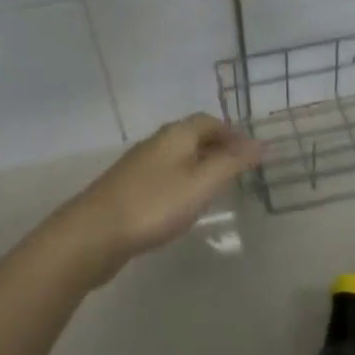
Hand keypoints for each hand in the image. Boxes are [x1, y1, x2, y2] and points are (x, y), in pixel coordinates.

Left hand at [52, 114, 260, 280]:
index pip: (208, 121)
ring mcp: (138, 166)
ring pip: (177, 157)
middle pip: (191, 136)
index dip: (231, 132)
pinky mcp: (127, 190)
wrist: (94, 233)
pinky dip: (182, 182)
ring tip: (217, 186)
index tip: (250, 152)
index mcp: (175, 135)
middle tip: (238, 169)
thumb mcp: (201, 183)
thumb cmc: (154, 204)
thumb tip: (260, 144)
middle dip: (217, 147)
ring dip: (199, 165)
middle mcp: (156, 143)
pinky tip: (184, 205)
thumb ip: (231, 164)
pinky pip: (164, 176)